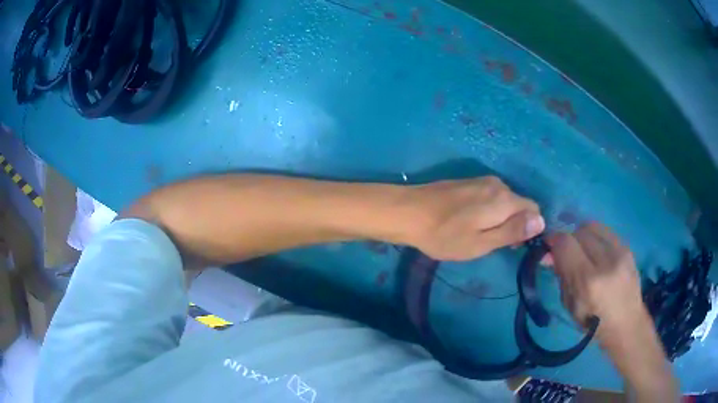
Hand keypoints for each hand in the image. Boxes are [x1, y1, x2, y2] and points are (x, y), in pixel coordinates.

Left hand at [404, 176, 544, 260]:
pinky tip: (470, 221)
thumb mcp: (482, 243)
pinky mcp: (469, 182)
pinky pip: (491, 196)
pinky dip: (489, 210)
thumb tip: (541, 221)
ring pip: (505, 201)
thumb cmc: (445, 235)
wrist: (409, 212)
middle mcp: (498, 184)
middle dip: (515, 224)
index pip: (534, 210)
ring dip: (501, 218)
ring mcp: (482, 180)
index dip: (530, 229)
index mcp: (505, 199)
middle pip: (520, 204)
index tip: (513, 245)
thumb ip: (513, 231)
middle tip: (493, 243)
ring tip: (480, 235)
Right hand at [547, 223, 648, 338]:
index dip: (553, 241)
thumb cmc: (593, 322)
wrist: (626, 323)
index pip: (565, 244)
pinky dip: (595, 236)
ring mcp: (619, 252)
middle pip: (578, 232)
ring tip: (582, 250)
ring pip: (592, 226)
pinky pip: (604, 230)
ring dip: (581, 235)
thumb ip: (561, 276)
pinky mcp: (627, 247)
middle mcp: (605, 261)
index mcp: (588, 282)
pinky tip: (595, 251)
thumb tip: (549, 254)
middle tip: (566, 253)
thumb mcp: (570, 306)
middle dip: (568, 240)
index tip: (549, 247)